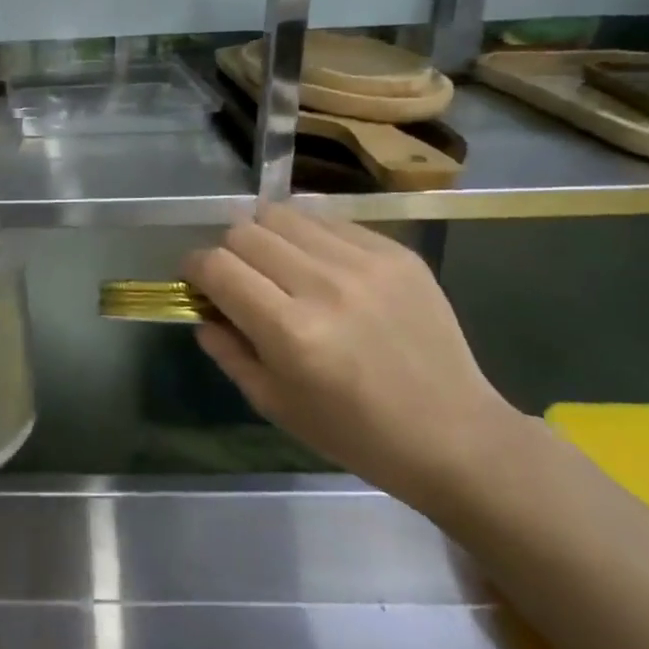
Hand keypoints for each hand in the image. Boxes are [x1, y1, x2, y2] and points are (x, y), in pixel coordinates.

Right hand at [182, 206, 524, 519]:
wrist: (454, 434)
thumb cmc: (354, 432)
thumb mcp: (274, 404)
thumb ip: (227, 351)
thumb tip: (202, 312)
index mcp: (290, 331)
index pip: (217, 266)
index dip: (195, 267)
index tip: (197, 280)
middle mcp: (324, 285)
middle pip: (245, 231)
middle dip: (229, 252)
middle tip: (241, 279)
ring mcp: (365, 263)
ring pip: (284, 215)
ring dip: (267, 237)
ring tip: (280, 266)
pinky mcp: (397, 253)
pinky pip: (330, 221)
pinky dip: (310, 238)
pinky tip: (322, 268)